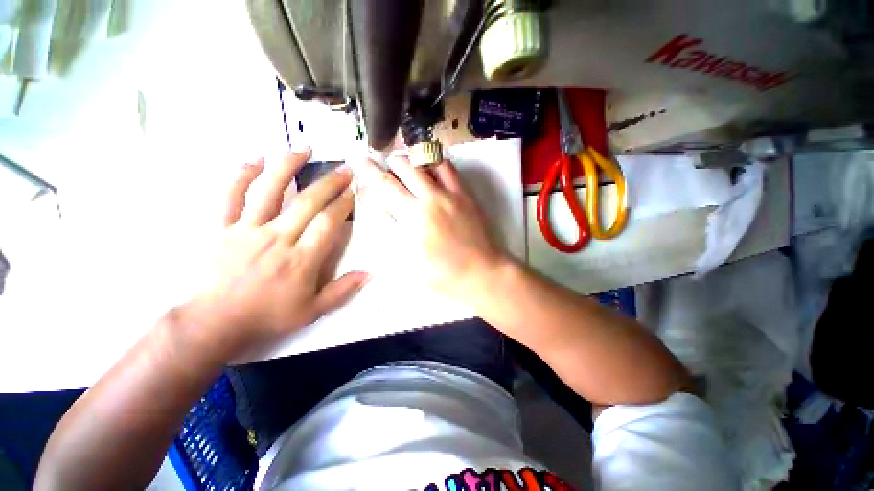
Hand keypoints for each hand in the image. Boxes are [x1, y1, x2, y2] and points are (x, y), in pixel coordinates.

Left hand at [179, 150, 367, 361]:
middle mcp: (276, 239)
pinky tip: (255, 159)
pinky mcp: (223, 228)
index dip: (342, 206)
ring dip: (287, 166)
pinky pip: (231, 196)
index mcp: (300, 260)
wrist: (214, 322)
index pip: (327, 224)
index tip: (352, 193)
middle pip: (306, 203)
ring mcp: (247, 230)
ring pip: (268, 190)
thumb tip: (369, 274)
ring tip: (304, 148)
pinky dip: (241, 175)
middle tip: (345, 169)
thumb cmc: (267, 316)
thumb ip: (342, 291)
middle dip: (329, 183)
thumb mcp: (312, 311)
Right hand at [352, 155, 508, 301]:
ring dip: (411, 159)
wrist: (480, 272)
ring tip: (406, 165)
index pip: (385, 186)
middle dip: (389, 163)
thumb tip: (384, 207)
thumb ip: (393, 231)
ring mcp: (450, 194)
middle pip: (404, 167)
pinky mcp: (465, 194)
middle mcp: (430, 198)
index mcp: (413, 217)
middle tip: (384, 167)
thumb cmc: (442, 274)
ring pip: (426, 162)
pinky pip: (449, 169)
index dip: (369, 171)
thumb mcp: (408, 261)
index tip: (360, 160)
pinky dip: (435, 163)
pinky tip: (430, 168)